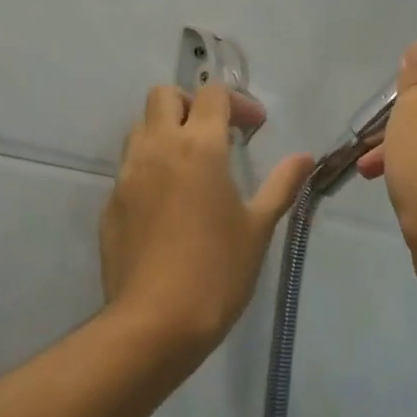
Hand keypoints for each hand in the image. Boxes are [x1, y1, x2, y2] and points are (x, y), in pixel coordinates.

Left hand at [100, 84, 313, 355]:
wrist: (155, 321)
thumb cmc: (218, 271)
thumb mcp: (258, 227)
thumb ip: (281, 185)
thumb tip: (305, 157)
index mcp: (198, 147)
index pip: (212, 94)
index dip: (237, 102)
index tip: (254, 128)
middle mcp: (157, 149)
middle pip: (164, 95)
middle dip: (191, 103)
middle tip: (215, 134)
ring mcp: (127, 175)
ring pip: (140, 128)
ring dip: (165, 131)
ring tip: (190, 165)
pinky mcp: (110, 203)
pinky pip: (129, 168)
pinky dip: (149, 168)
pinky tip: (168, 204)